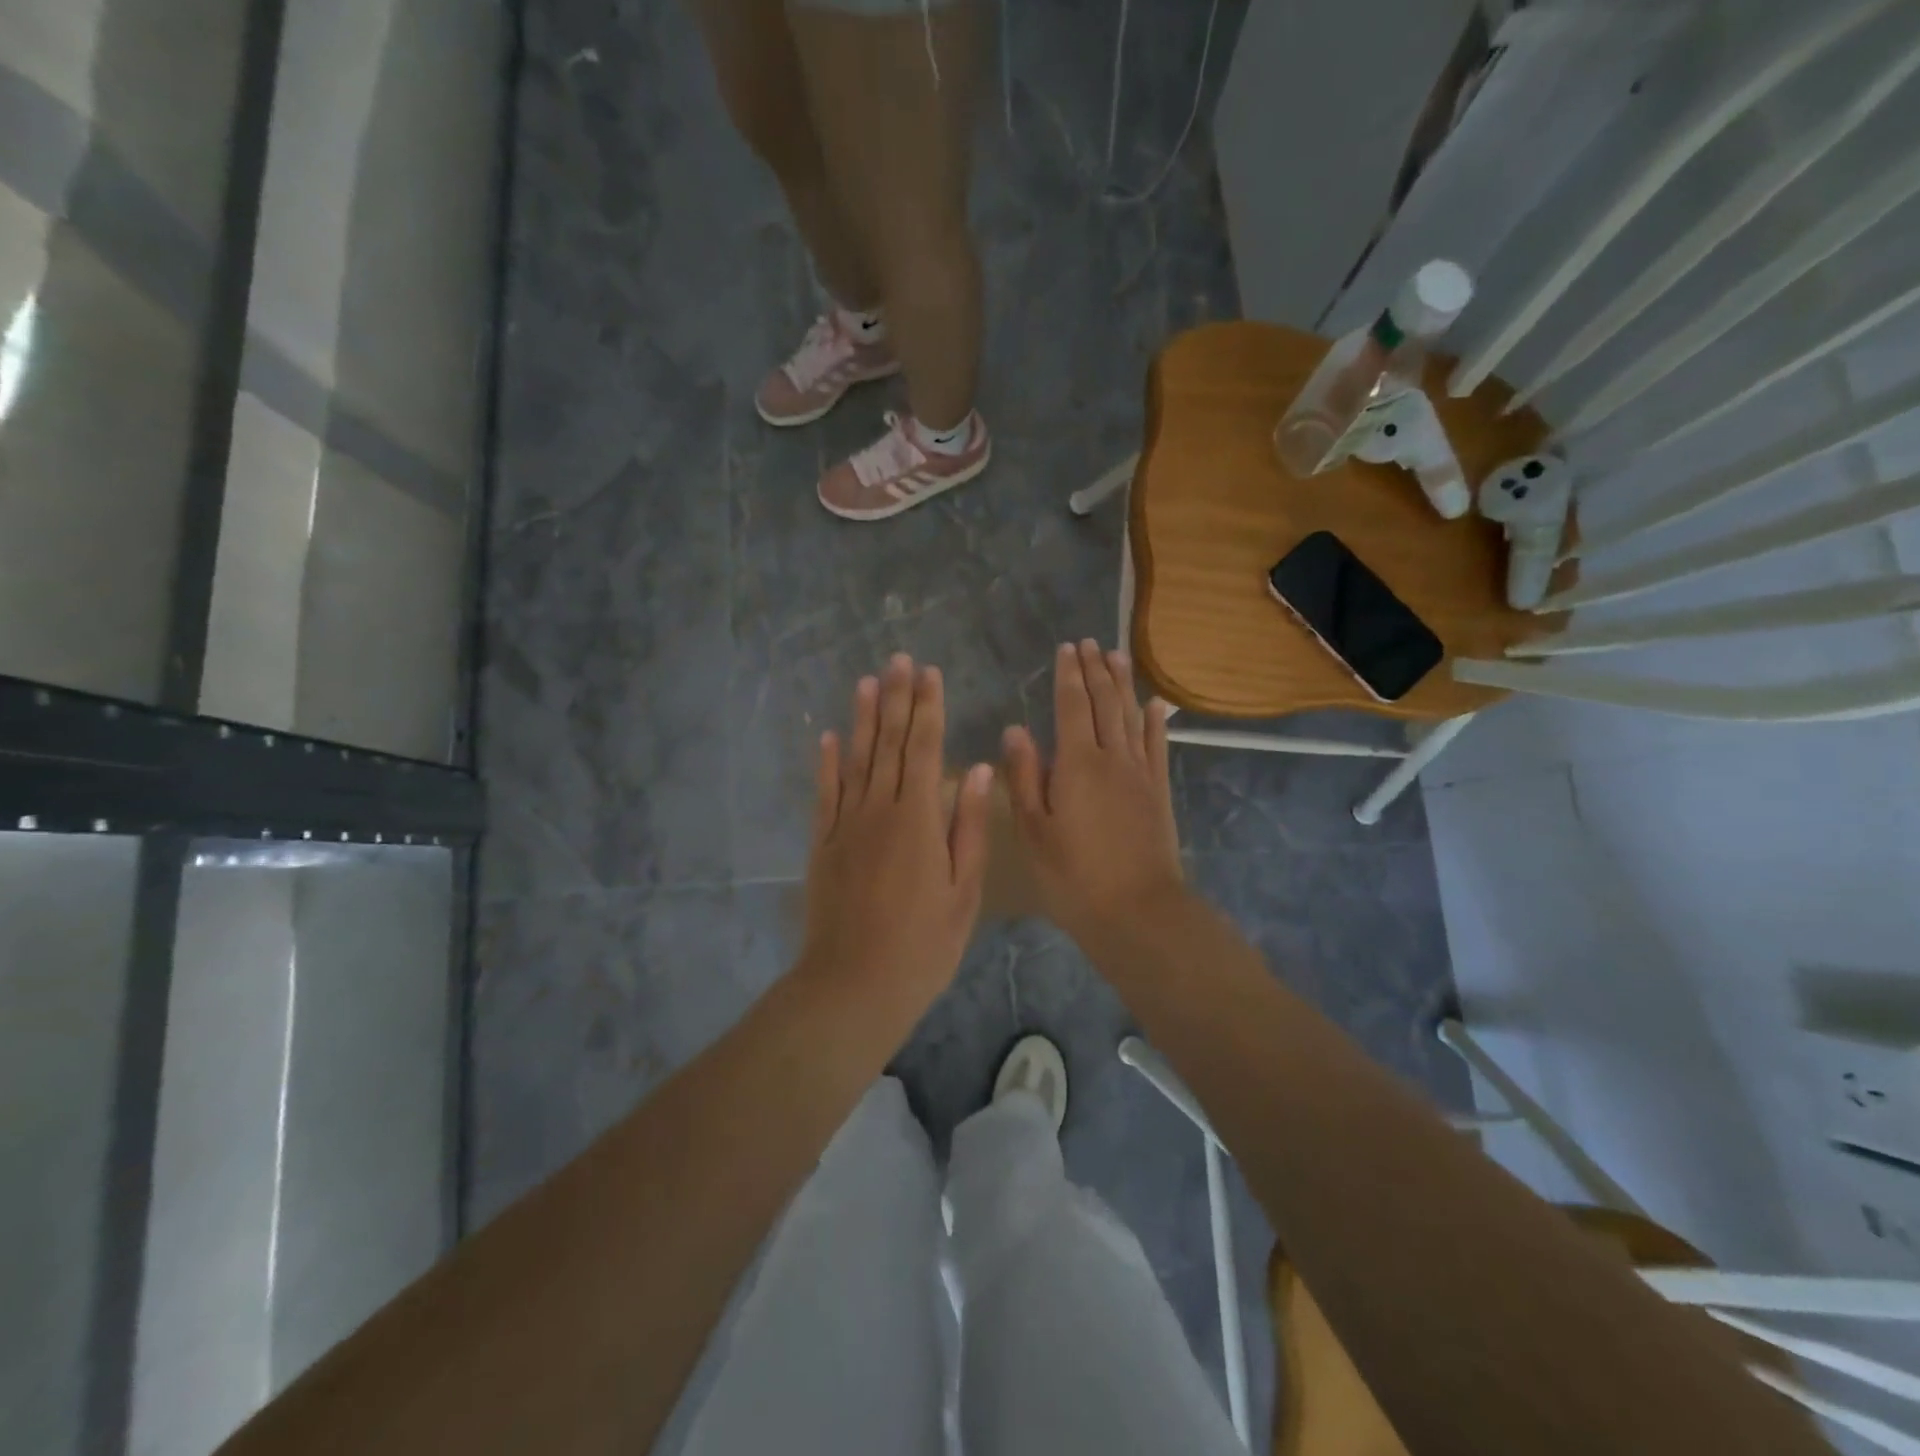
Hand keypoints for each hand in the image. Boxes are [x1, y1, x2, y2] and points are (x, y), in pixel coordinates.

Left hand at [799, 655, 991, 1025]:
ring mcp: (844, 824)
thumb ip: (968, 826)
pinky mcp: (822, 843)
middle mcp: (878, 809)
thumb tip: (976, 769)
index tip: (930, 673)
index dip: (928, 707)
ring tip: (867, 680)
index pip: (923, 748)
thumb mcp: (963, 890)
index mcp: (918, 818)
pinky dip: (826, 762)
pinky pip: (824, 792)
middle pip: (888, 743)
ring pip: (855, 759)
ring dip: (861, 717)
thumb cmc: (923, 944)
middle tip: (899, 659)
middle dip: (896, 698)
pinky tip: (827, 736)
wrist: (854, 983)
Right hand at [1002, 641, 1184, 949]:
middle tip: (1091, 643)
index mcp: (1077, 763)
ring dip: (1123, 684)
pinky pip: (1157, 746)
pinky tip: (1155, 705)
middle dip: (1096, 670)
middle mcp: (1112, 757)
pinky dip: (1155, 722)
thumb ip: (1024, 776)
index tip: (1067, 648)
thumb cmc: (1073, 875)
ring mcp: (1140, 773)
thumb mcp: (1033, 830)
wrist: (1137, 911)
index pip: (1072, 706)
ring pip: (1131, 717)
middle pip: (1105, 703)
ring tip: (1118, 656)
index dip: (1069, 675)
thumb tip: (1015, 728)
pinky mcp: (1159, 792)